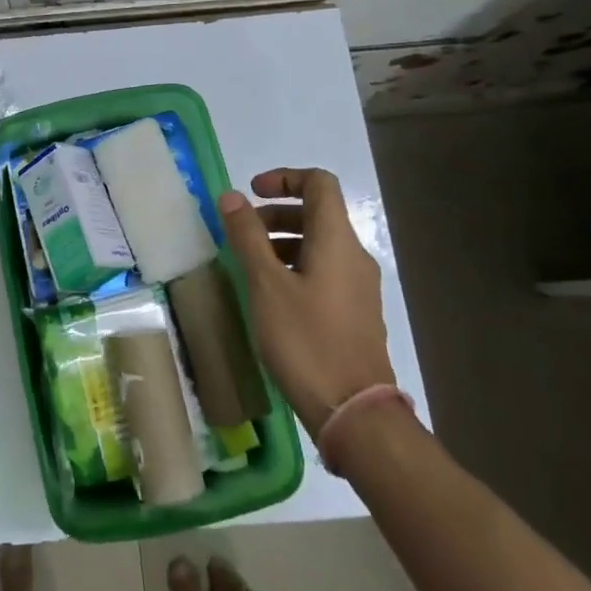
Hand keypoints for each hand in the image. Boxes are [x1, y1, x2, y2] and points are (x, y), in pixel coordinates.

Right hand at [218, 168, 393, 439]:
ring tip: (250, 266)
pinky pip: (324, 271)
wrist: (354, 412)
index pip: (319, 183)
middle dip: (277, 214)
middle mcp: (354, 256)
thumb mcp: (266, 285)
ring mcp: (358, 286)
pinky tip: (271, 296)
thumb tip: (232, 196)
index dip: (285, 178)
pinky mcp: (355, 313)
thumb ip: (248, 236)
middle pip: (318, 214)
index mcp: (337, 241)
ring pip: (319, 245)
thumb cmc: (306, 341)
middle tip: (242, 233)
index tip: (252, 194)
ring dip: (283, 242)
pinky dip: (295, 267)